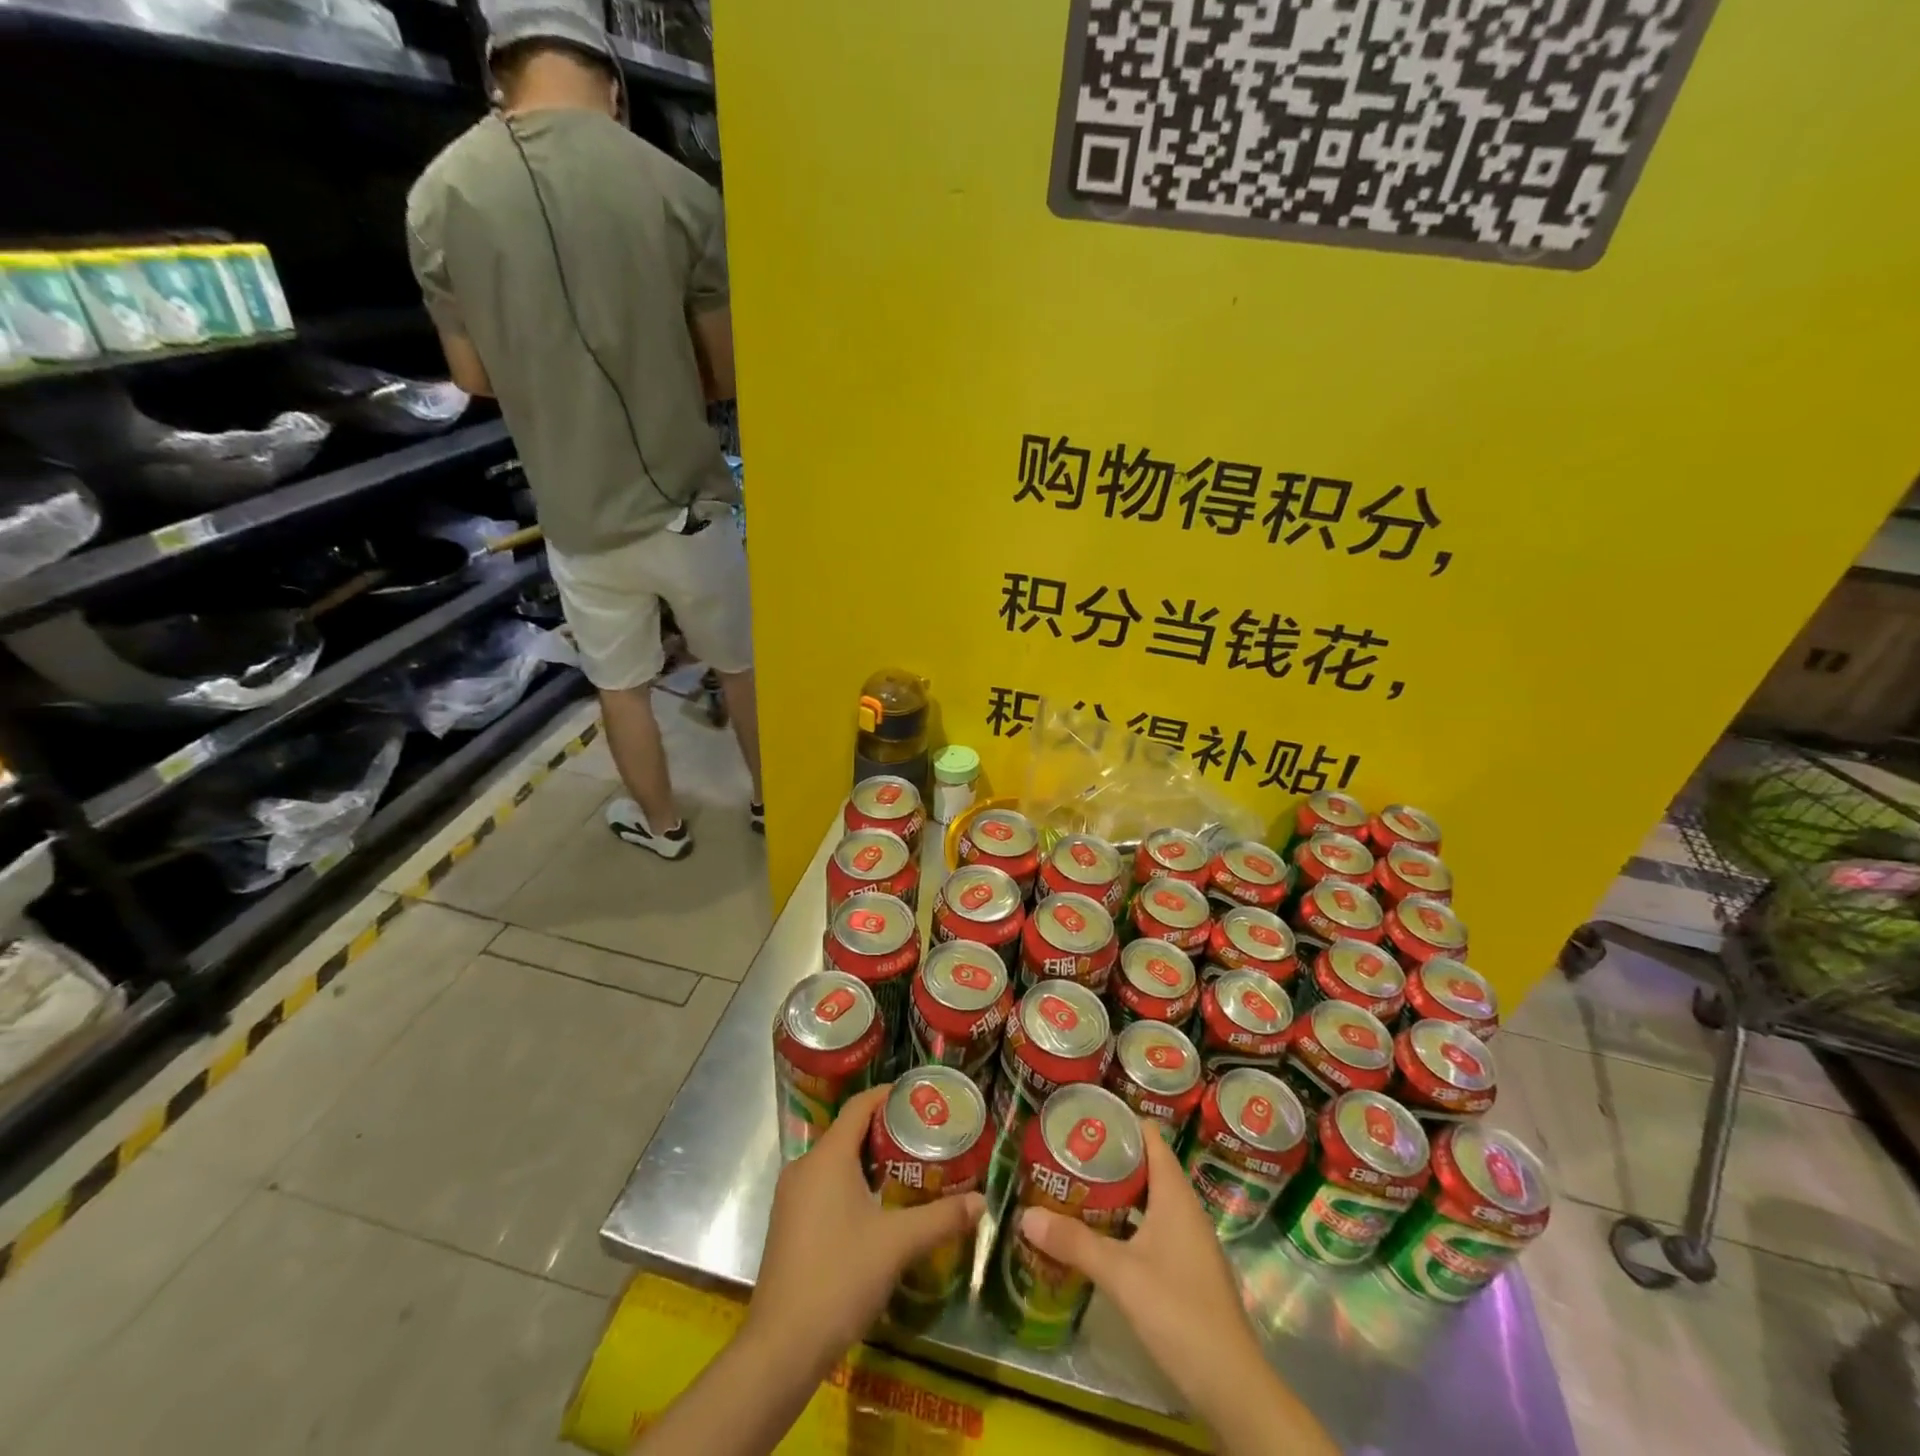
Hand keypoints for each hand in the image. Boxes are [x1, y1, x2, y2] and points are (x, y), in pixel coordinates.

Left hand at [747, 1085, 986, 1370]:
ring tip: (908, 1170)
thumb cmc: (839, 1278)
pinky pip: (824, 1186)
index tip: (921, 1098)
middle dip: (886, 1132)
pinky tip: (877, 1208)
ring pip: (836, 1162)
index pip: (859, 1106)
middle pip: (848, 1132)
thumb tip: (981, 1202)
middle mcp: (804, 1167)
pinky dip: (852, 1184)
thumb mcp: (897, 1245)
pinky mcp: (788, 1225)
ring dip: (870, 1161)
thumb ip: (941, 1218)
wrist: (781, 1348)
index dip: (889, 1096)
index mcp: (827, 1157)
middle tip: (925, 1138)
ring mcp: (791, 1198)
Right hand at [1018, 1120, 1336, 1455]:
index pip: (1150, 1137)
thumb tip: (1025, 1215)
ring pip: (1150, 1199)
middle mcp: (1185, 1209)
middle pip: (1147, 1166)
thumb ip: (1074, 1243)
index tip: (1084, 1115)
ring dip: (1118, 1192)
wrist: (1231, 1385)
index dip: (1120, 1120)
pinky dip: (1128, 1221)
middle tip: (1068, 1151)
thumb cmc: (1178, 1311)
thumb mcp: (1119, 1274)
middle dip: (1110, 1157)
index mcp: (1175, 1194)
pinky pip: (1154, 1227)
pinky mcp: (1188, 1270)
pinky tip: (1101, 1234)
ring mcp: (1189, 1241)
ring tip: (1076, 1186)